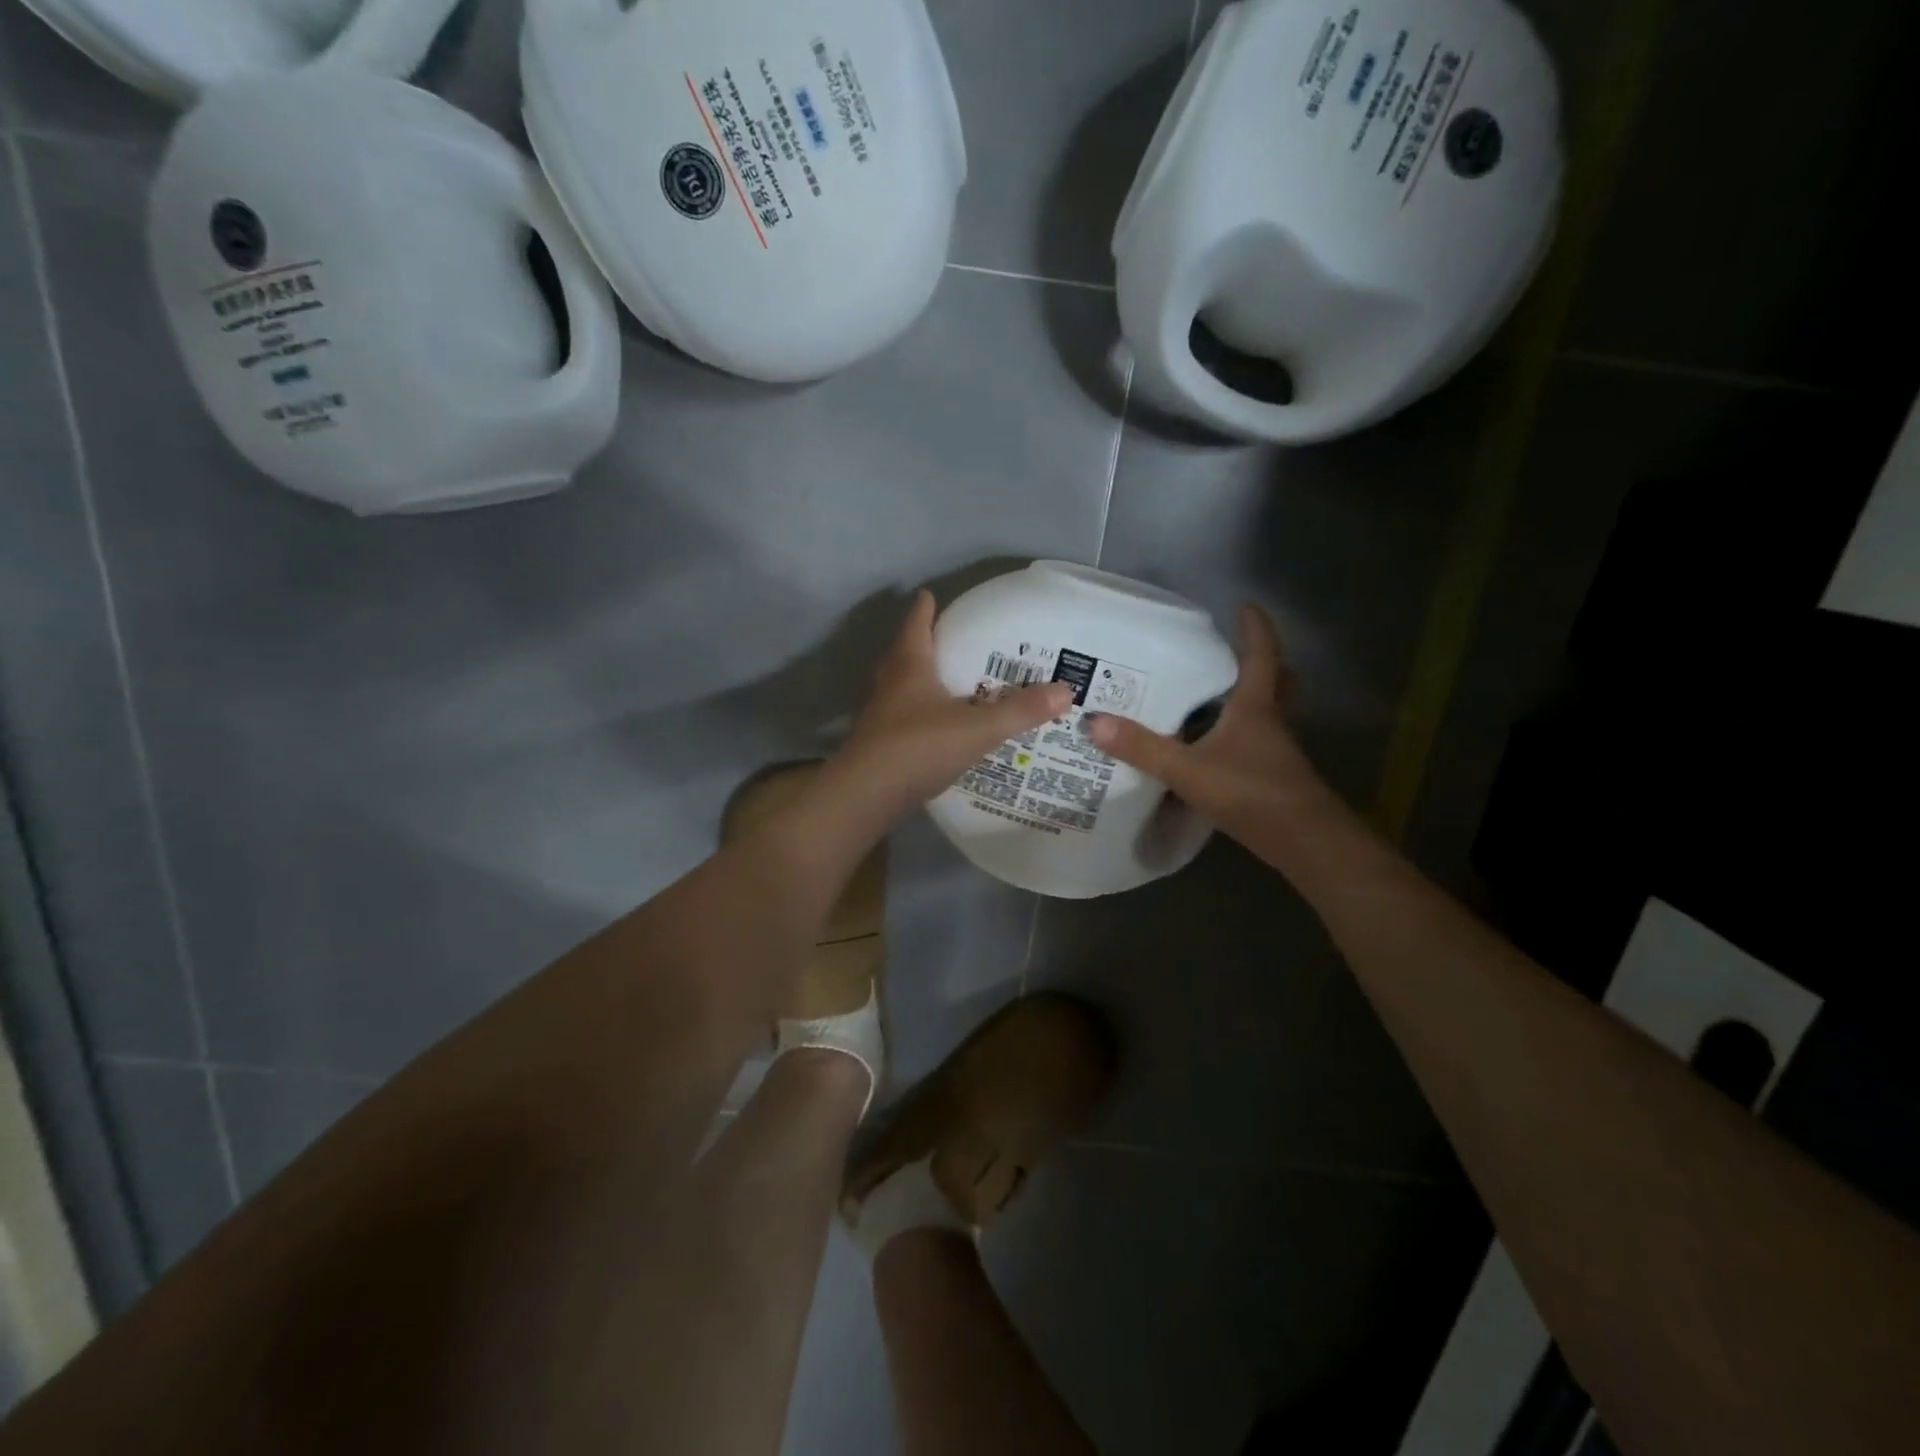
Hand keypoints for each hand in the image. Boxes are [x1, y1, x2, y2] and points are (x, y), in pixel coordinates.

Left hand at [835, 590, 1071, 819]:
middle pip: (904, 653)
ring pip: (899, 685)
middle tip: (947, 638)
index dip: (925, 608)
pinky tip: (937, 725)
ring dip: (918, 679)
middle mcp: (890, 684)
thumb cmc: (919, 747)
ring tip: (946, 680)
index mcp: (910, 666)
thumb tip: (1066, 690)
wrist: (867, 795)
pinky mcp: (879, 742)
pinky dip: (918, 713)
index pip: (917, 624)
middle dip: (923, 642)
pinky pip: (902, 716)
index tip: (931, 595)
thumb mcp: (977, 728)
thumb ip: (1020, 711)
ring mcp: (880, 714)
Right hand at [1085, 605, 1334, 847]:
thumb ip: (1142, 748)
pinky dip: (1237, 735)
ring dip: (1247, 699)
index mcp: (1255, 708)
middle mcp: (1270, 722)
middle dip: (1260, 663)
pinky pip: (1255, 742)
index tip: (1245, 605)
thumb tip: (1094, 721)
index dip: (1255, 628)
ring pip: (1267, 713)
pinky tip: (1211, 748)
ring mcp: (1274, 751)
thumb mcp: (1188, 770)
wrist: (1303, 842)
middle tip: (1233, 652)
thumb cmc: (1251, 793)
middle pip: (1277, 682)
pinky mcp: (1271, 777)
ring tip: (1212, 696)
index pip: (1260, 655)